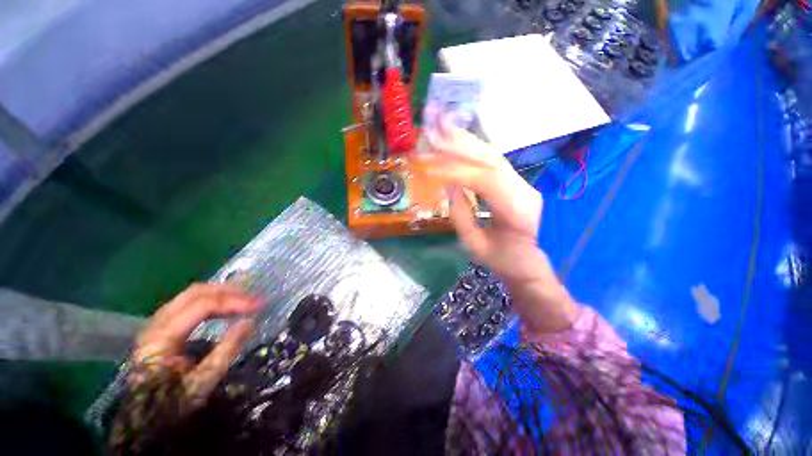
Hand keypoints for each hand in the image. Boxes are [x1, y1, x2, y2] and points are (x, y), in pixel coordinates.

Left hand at [131, 283, 259, 409]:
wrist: (144, 416)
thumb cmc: (172, 402)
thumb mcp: (203, 381)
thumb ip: (227, 349)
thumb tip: (250, 321)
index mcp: (163, 336)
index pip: (203, 305)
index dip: (234, 301)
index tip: (258, 305)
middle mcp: (157, 322)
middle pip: (196, 292)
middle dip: (229, 291)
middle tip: (254, 297)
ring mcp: (158, 322)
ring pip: (193, 294)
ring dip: (222, 293)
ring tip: (245, 299)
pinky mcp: (163, 326)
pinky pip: (190, 303)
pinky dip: (212, 300)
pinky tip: (227, 307)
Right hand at [420, 124, 543, 283]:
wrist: (532, 264)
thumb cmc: (504, 261)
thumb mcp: (476, 245)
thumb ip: (461, 215)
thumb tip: (448, 185)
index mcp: (517, 212)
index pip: (485, 181)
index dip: (456, 172)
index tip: (430, 169)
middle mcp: (524, 191)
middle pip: (491, 159)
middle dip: (460, 145)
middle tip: (435, 133)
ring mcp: (523, 184)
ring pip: (493, 155)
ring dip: (465, 142)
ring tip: (442, 130)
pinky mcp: (516, 182)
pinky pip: (492, 162)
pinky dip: (472, 151)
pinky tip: (457, 142)